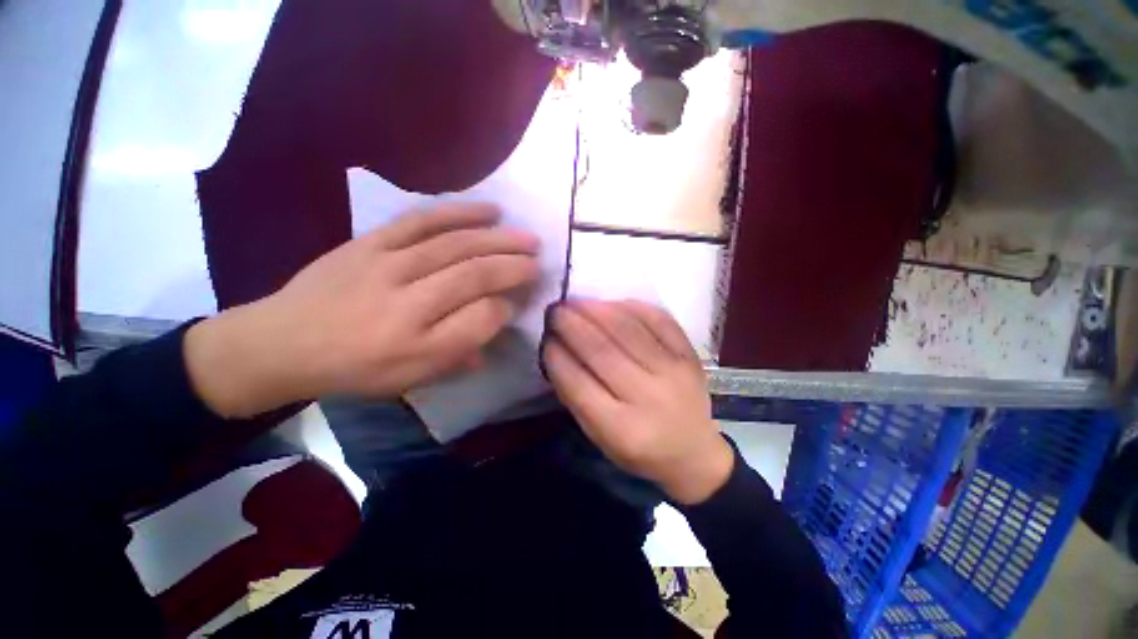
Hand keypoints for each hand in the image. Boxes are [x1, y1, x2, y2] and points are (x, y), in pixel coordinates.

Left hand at [185, 203, 539, 417]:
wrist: (283, 342)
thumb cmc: (356, 368)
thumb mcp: (412, 379)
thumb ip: (460, 351)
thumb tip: (498, 317)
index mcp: (415, 344)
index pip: (479, 319)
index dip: (508, 306)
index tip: (522, 300)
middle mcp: (405, 302)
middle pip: (472, 275)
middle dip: (514, 265)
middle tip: (539, 258)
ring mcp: (387, 264)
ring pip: (455, 244)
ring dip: (498, 237)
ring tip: (525, 234)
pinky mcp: (372, 241)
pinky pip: (422, 220)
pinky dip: (460, 211)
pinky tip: (488, 210)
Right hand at [543, 299, 732, 504]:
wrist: (694, 453)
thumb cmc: (639, 449)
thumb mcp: (600, 437)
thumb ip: (577, 396)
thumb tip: (558, 350)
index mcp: (622, 430)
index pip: (579, 384)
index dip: (558, 357)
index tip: (546, 338)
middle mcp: (649, 398)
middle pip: (604, 352)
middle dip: (573, 325)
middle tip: (556, 310)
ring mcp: (674, 373)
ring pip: (629, 331)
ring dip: (597, 311)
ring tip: (577, 302)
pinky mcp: (690, 356)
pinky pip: (659, 320)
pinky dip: (632, 307)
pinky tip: (611, 304)